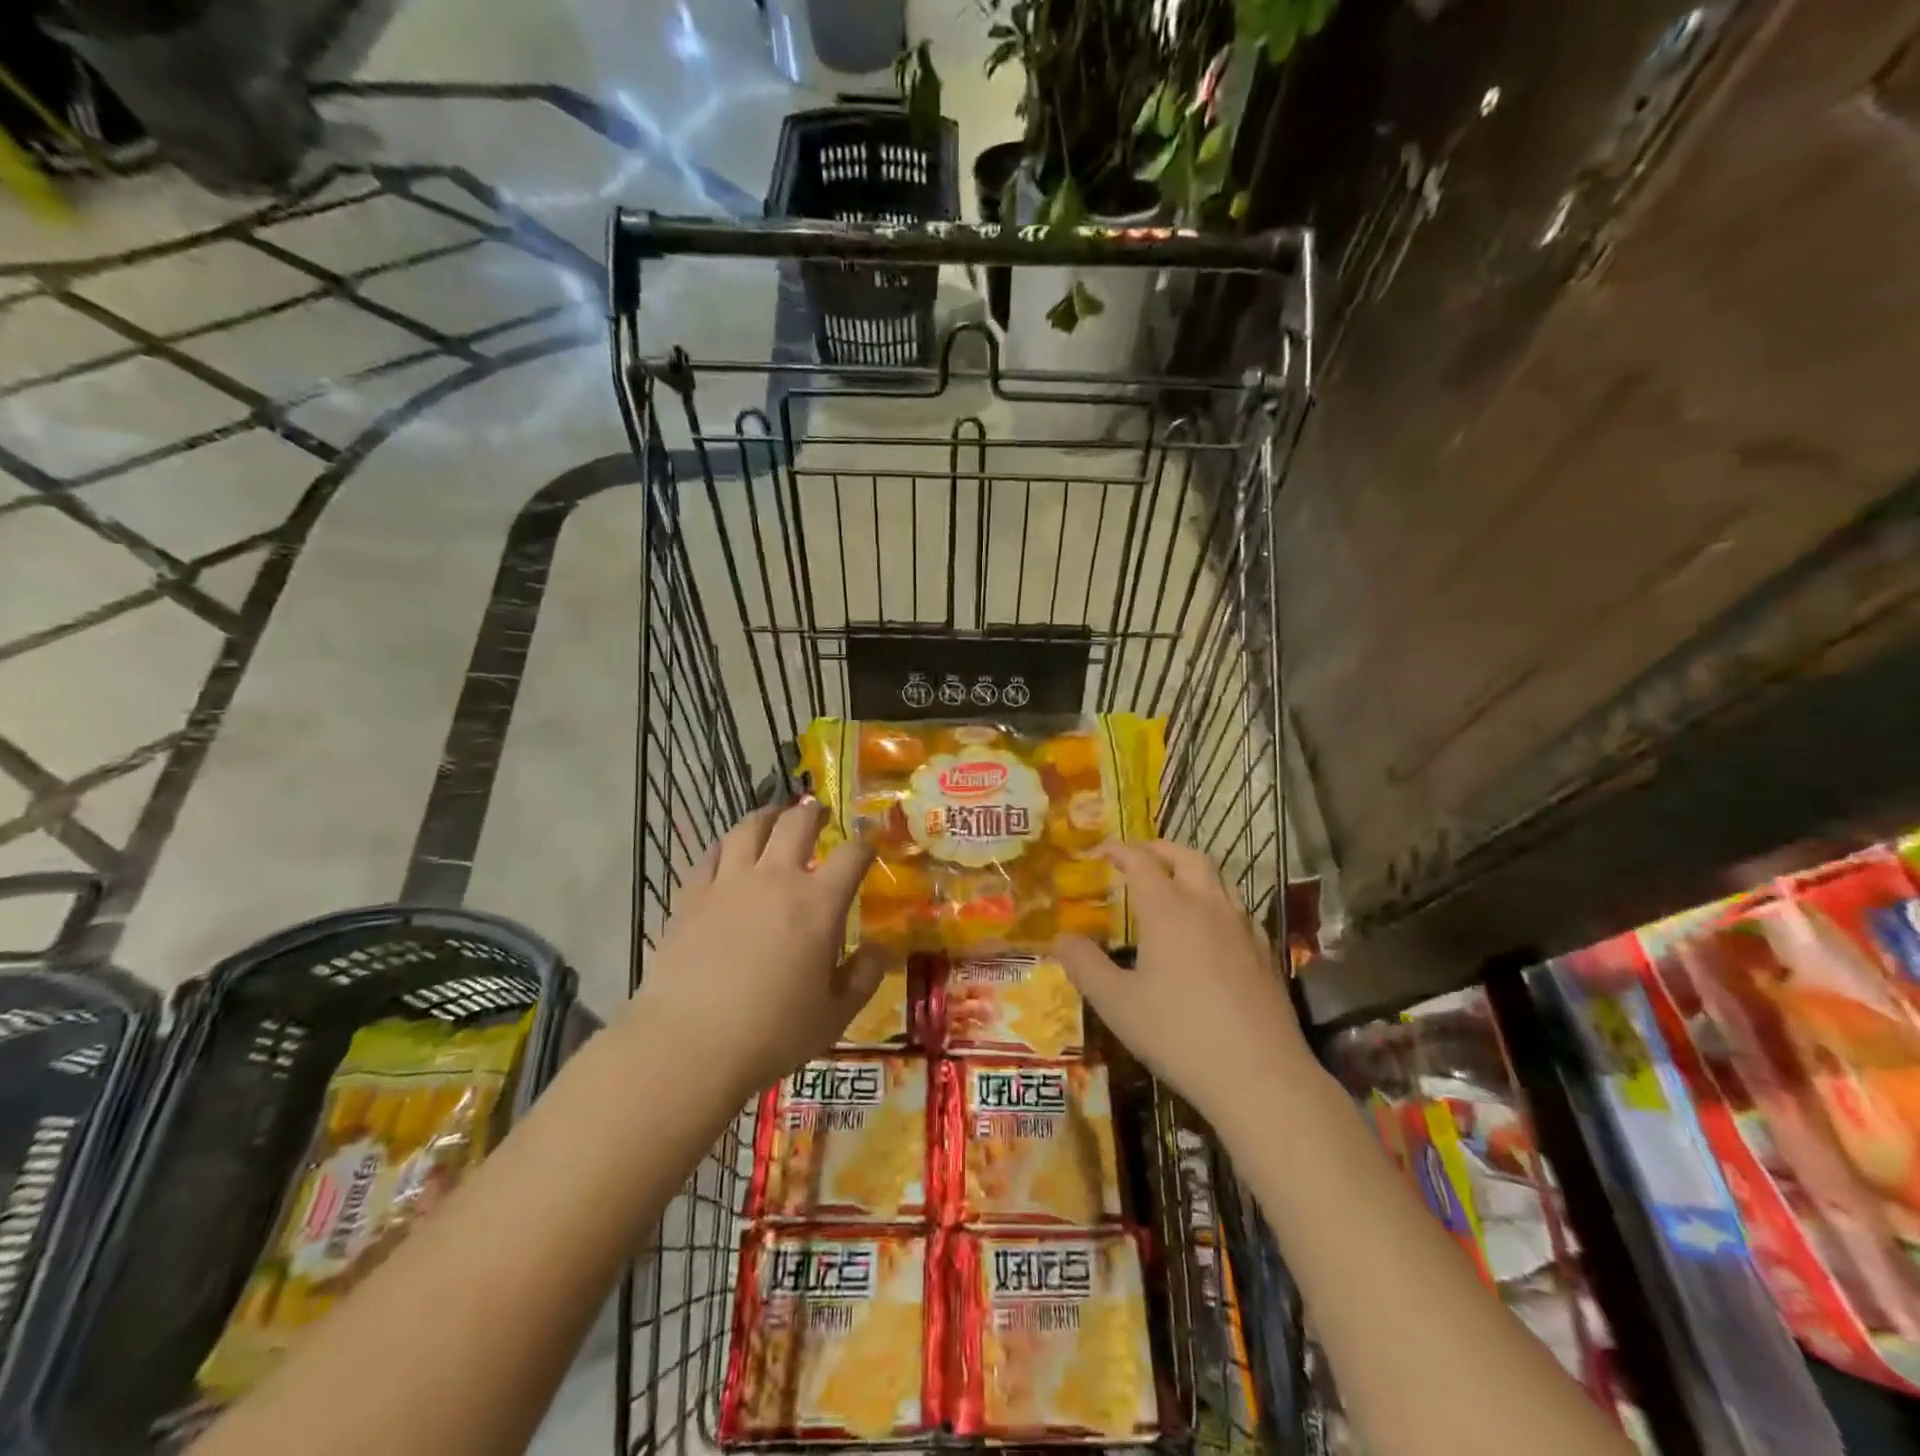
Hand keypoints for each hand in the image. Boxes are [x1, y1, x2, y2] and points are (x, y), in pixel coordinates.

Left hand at [632, 800, 881, 1101]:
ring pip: (749, 828)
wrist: (690, 1045)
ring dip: (768, 815)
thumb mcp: (835, 1014)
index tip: (870, 841)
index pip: (852, 855)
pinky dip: (726, 844)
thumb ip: (865, 976)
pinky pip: (711, 854)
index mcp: (819, 904)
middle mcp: (776, 879)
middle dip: (814, 812)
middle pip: (798, 824)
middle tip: (820, 812)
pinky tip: (729, 849)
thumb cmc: (773, 1033)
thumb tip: (881, 949)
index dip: (865, 843)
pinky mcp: (692, 895)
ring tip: (775, 815)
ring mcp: (730, 883)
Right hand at [1053, 841, 1314, 1131]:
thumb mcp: (1117, 1004)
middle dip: (1159, 849)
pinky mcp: (1266, 952)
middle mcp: (1207, 906)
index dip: (1119, 849)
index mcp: (1168, 910)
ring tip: (1172, 885)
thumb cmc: (1178, 1035)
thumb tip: (1060, 938)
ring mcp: (1242, 927)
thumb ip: (1084, 966)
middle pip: (1186, 856)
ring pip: (1218, 878)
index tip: (1100, 850)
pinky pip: (1237, 907)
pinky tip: (1209, 928)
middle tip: (1137, 856)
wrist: (1260, 1076)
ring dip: (1190, 869)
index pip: (1141, 861)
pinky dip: (1215, 899)